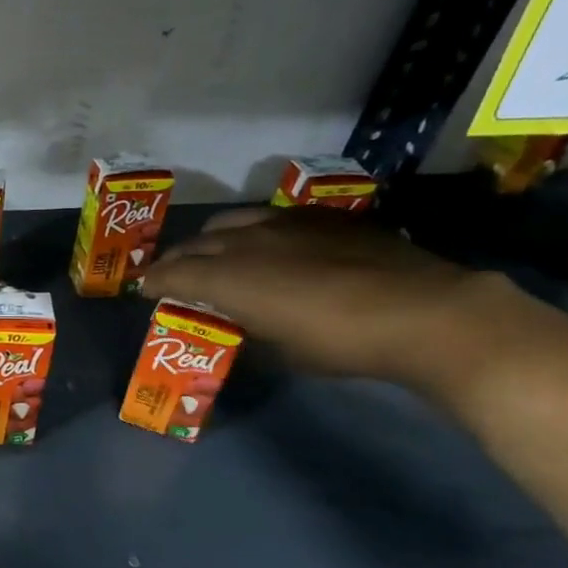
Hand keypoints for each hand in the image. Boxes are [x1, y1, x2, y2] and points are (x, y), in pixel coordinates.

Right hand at [141, 206, 500, 382]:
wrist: (422, 311)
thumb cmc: (339, 342)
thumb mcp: (280, 351)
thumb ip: (245, 328)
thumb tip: (235, 322)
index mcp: (229, 277)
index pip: (172, 273)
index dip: (153, 283)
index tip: (145, 292)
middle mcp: (246, 241)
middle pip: (195, 242)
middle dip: (176, 259)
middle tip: (172, 275)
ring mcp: (285, 222)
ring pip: (230, 222)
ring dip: (211, 239)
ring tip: (215, 254)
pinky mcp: (320, 216)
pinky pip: (269, 217)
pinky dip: (253, 231)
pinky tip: (268, 245)